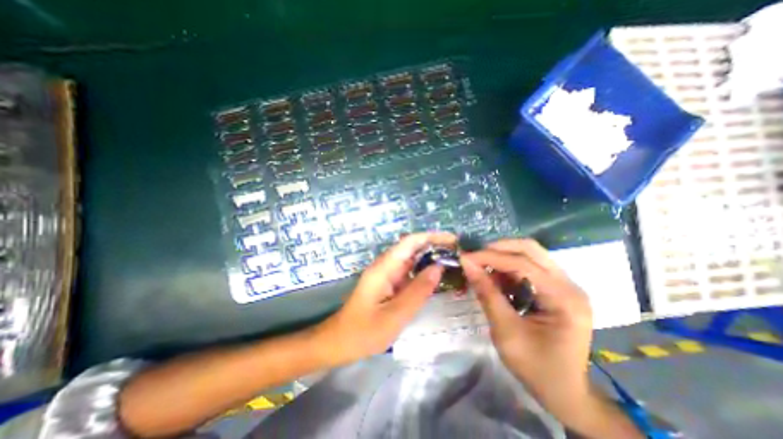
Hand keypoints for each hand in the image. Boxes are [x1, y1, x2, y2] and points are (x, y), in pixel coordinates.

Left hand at [314, 231, 456, 365]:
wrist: (340, 341)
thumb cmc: (364, 332)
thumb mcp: (395, 315)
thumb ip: (418, 291)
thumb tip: (438, 267)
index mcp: (384, 268)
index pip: (410, 242)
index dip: (431, 237)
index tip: (453, 240)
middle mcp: (386, 265)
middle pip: (412, 247)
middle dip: (435, 246)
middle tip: (458, 252)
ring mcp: (387, 274)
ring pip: (412, 259)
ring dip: (431, 258)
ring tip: (454, 262)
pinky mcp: (389, 283)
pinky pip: (409, 272)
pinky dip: (424, 271)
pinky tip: (437, 277)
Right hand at [460, 238, 593, 422]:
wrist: (565, 393)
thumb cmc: (536, 367)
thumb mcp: (505, 331)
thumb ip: (486, 293)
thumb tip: (467, 264)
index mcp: (564, 298)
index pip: (523, 264)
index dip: (491, 257)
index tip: (465, 258)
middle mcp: (569, 285)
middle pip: (531, 249)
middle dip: (499, 249)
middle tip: (475, 258)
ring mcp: (566, 285)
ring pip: (530, 254)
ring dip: (503, 257)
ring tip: (483, 269)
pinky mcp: (558, 288)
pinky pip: (531, 266)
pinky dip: (510, 268)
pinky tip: (497, 279)